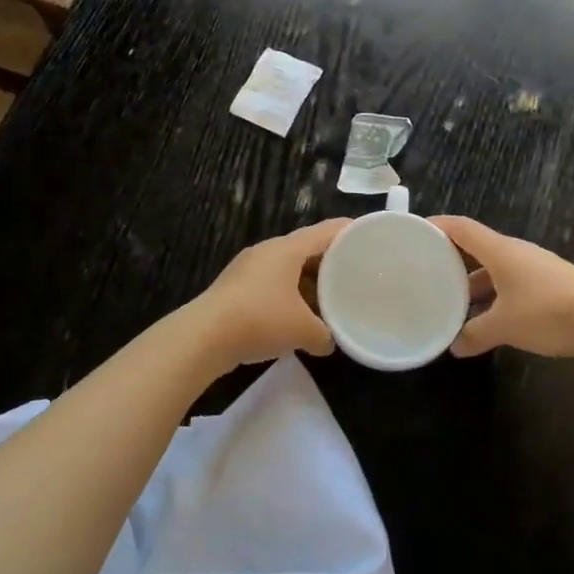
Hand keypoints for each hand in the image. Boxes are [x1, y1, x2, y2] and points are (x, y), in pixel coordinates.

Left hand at [182, 219, 349, 370]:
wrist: (204, 337)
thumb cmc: (260, 319)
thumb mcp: (303, 331)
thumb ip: (324, 335)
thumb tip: (329, 342)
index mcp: (288, 248)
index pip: (327, 231)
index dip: (350, 232)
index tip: (370, 238)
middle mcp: (268, 250)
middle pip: (306, 248)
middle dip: (329, 262)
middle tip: (352, 275)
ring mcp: (248, 268)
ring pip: (287, 268)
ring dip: (307, 282)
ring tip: (327, 300)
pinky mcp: (235, 288)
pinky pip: (271, 284)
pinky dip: (288, 295)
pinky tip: (295, 317)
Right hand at [429, 216, 573, 360]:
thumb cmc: (548, 311)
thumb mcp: (505, 325)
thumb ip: (475, 333)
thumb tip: (454, 346)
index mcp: (499, 251)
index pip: (461, 228)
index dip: (437, 226)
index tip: (415, 231)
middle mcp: (515, 253)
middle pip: (476, 249)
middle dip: (452, 261)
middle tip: (427, 273)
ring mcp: (535, 269)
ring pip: (494, 271)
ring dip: (474, 285)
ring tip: (453, 304)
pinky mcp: (549, 287)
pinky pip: (511, 286)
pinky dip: (494, 298)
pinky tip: (488, 321)